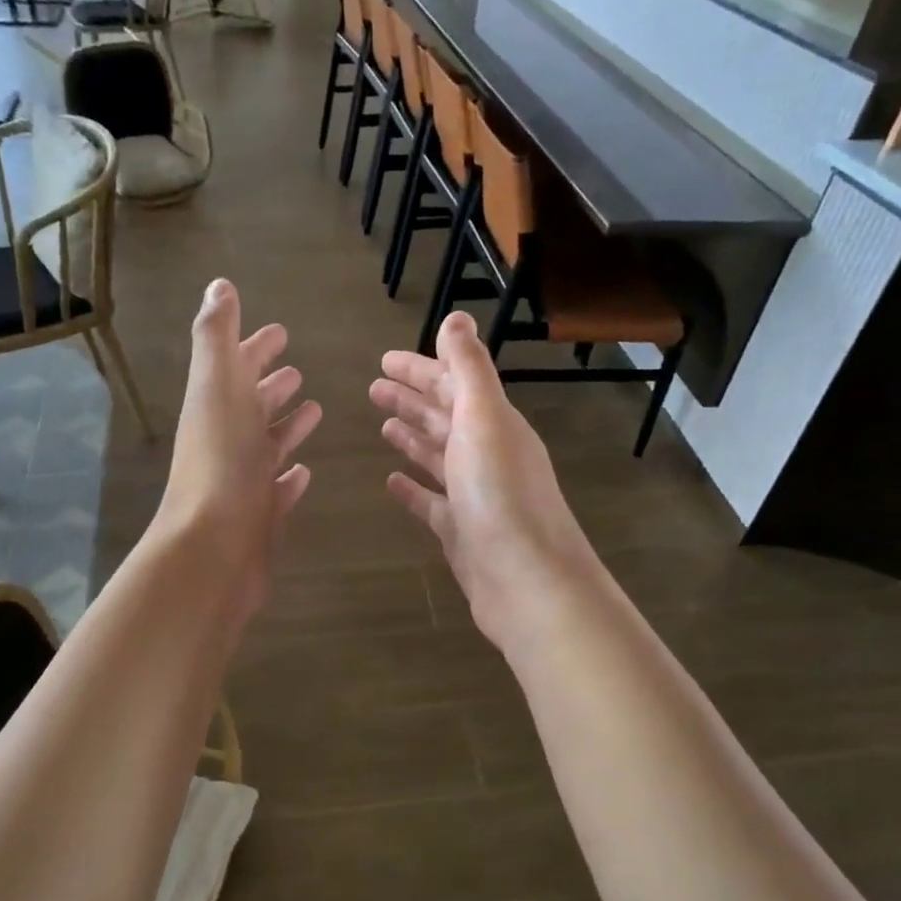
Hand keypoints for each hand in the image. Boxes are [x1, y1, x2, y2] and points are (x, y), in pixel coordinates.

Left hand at [157, 280, 321, 622]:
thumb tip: (218, 286)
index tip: (279, 331)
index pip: (237, 366)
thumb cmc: (220, 463)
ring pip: (267, 445)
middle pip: (252, 404)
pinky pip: (279, 489)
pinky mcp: (261, 517)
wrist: (212, 550)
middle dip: (272, 384)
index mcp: (217, 407)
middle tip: (296, 371)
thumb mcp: (216, 387)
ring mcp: (244, 481)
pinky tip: (305, 472)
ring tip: (316, 410)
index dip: (255, 346)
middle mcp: (228, 440)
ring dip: (287, 426)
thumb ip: (216, 337)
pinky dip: (291, 477)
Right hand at [371, 311, 597, 647]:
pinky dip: (412, 487)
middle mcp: (487, 454)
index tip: (384, 360)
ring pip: (437, 456)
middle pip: (444, 417)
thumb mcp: (484, 420)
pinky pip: (431, 501)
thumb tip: (457, 317)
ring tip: (381, 424)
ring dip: (411, 436)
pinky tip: (390, 481)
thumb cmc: (501, 495)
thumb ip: (469, 369)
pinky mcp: (461, 532)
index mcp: (494, 424)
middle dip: (412, 399)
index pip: (454, 384)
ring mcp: (474, 495)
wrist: (527, 582)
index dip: (421, 369)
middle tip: (373, 387)